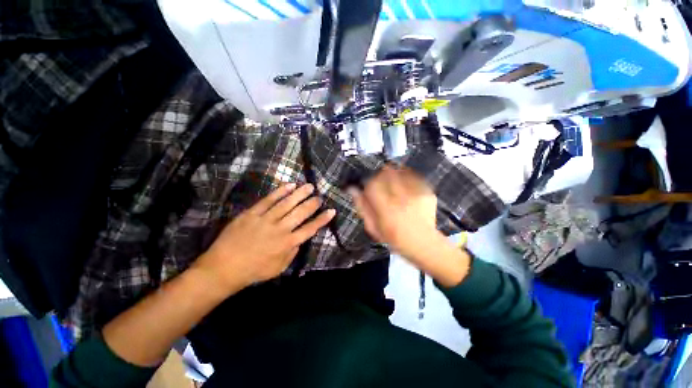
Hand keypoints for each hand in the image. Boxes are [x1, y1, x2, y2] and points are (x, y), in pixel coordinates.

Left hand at [195, 183, 335, 292]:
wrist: (223, 268)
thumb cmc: (254, 270)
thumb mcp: (278, 268)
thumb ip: (292, 253)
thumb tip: (300, 239)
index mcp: (287, 244)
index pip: (310, 229)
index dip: (322, 219)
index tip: (332, 211)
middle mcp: (280, 229)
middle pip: (301, 213)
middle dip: (312, 203)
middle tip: (320, 196)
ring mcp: (266, 220)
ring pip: (287, 203)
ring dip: (300, 193)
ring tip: (309, 186)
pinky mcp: (252, 213)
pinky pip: (268, 200)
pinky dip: (280, 191)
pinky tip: (289, 185)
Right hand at [348, 165, 469, 286]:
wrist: (423, 243)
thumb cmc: (394, 237)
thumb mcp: (373, 227)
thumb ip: (362, 206)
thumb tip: (352, 189)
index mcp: (386, 209)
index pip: (373, 184)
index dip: (369, 183)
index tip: (370, 188)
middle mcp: (401, 198)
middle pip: (387, 173)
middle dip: (380, 175)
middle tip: (381, 184)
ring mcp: (416, 194)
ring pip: (400, 171)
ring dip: (393, 174)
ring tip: (393, 184)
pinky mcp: (427, 192)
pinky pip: (413, 176)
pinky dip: (406, 176)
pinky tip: (405, 185)